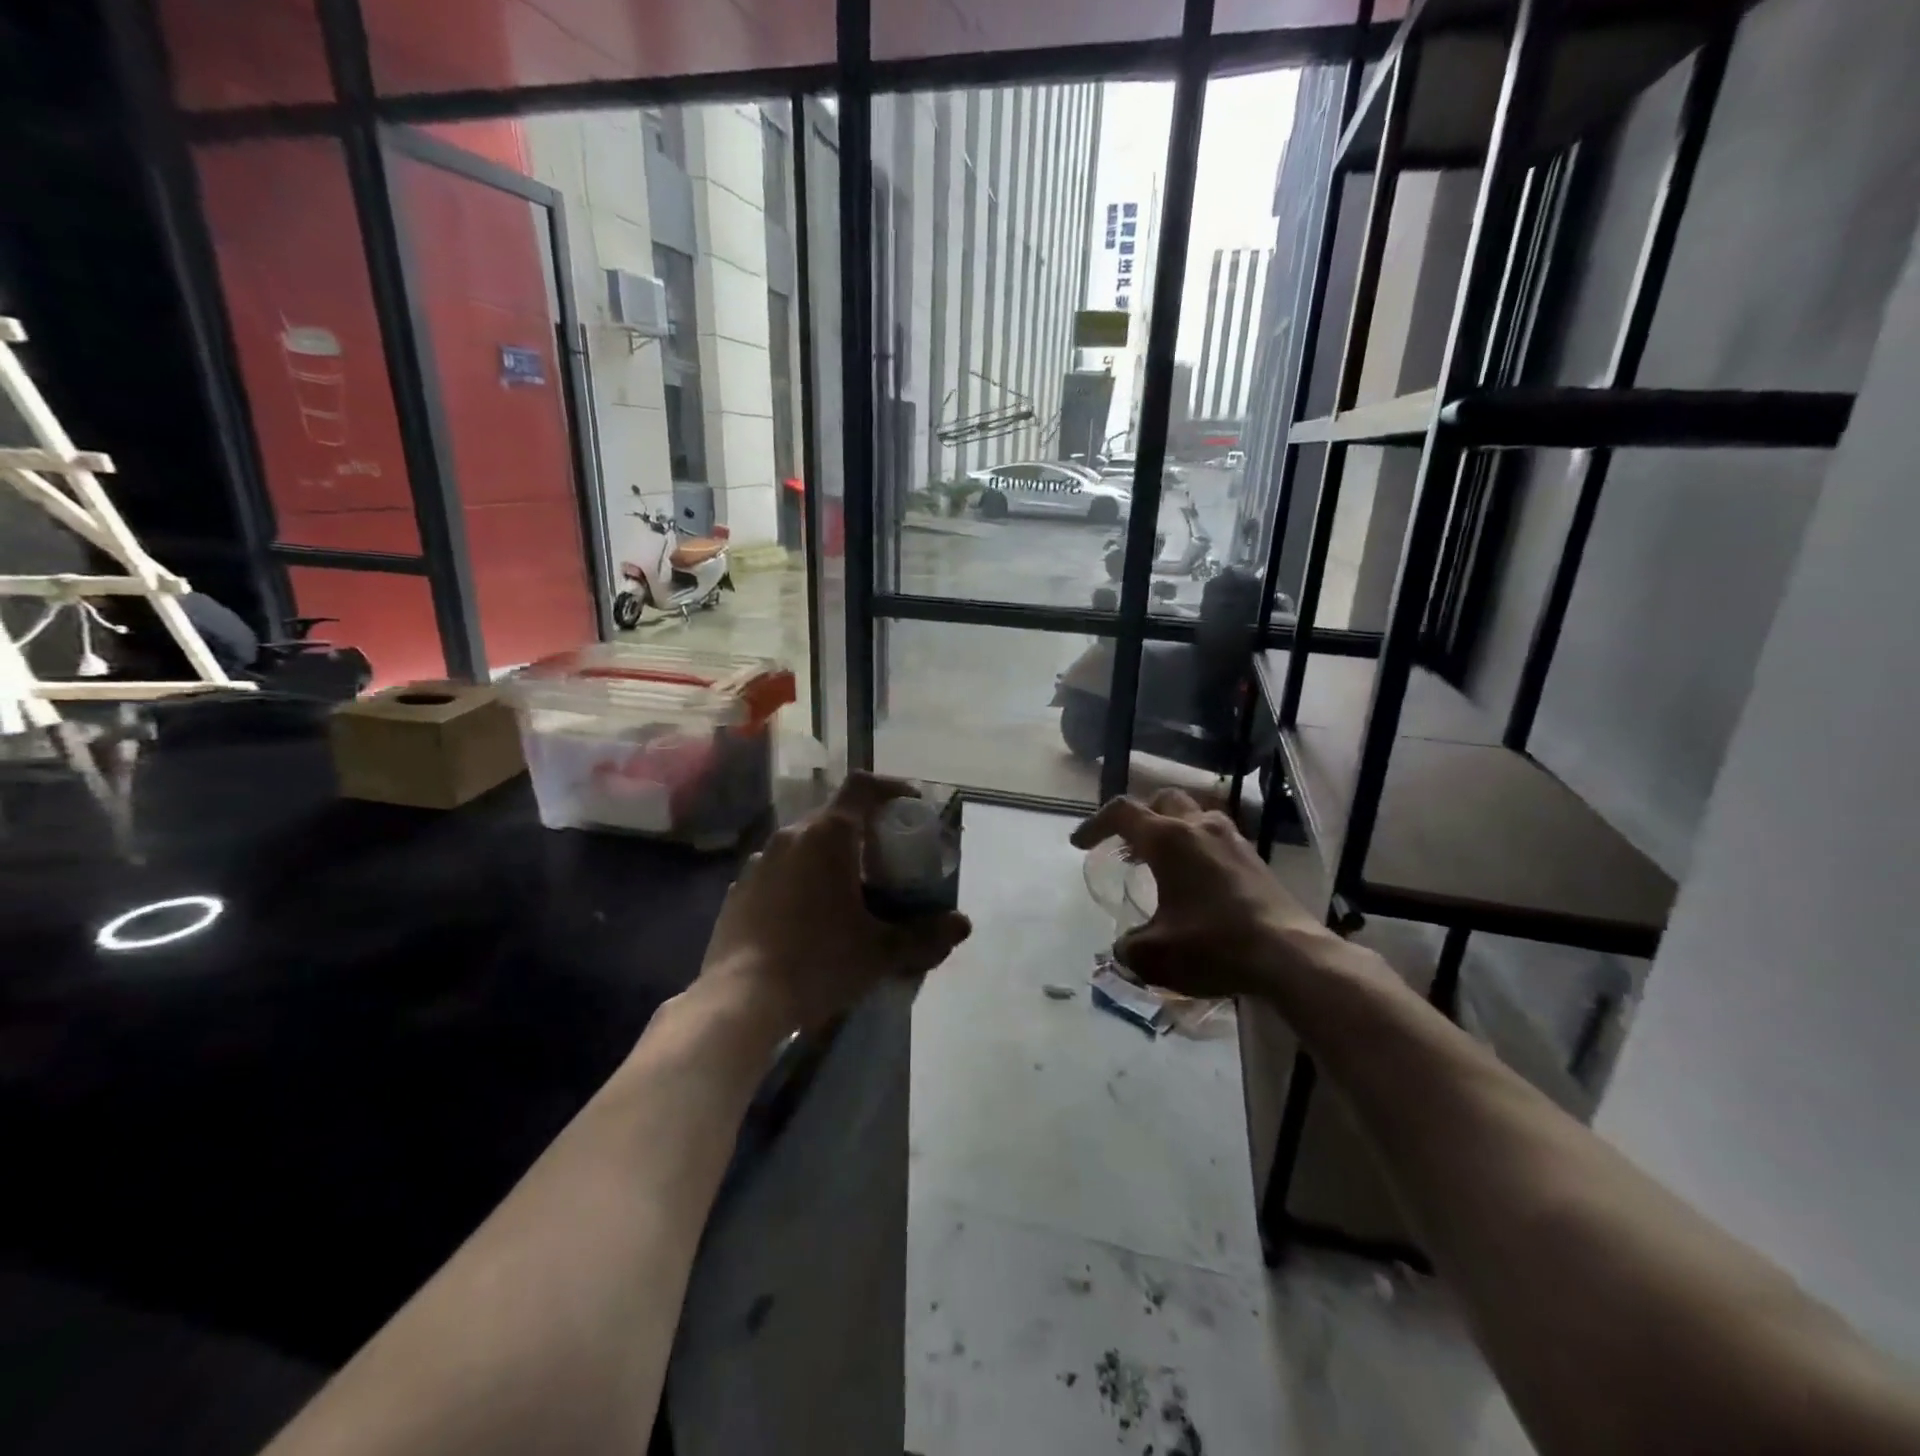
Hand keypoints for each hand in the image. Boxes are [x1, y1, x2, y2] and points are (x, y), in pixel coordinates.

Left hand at [699, 773, 971, 1033]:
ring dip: (829, 857)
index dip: (891, 788)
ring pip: (804, 844)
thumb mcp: (881, 951)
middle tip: (885, 860)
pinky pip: (779, 872)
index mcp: (828, 835)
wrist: (740, 1001)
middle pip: (834, 816)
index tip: (911, 806)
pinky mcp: (738, 892)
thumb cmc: (818, 962)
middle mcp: (790, 836)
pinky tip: (808, 918)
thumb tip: (963, 925)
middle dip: (864, 830)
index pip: (862, 787)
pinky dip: (800, 881)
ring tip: (847, 891)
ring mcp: (758, 863)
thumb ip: (925, 935)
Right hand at [1070, 788, 1338, 999]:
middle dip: (1139, 817)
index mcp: (1168, 840)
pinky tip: (1197, 879)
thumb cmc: (1213, 945)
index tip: (1080, 845)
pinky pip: (1216, 835)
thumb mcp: (1154, 955)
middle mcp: (1198, 827)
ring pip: (1194, 814)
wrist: (1288, 954)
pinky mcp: (1253, 857)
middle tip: (1127, 845)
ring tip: (1162, 860)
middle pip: (1162, 801)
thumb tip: (1123, 948)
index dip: (1095, 824)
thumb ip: (1127, 948)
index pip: (1122, 813)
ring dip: (1172, 828)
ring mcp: (1231, 839)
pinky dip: (1197, 845)